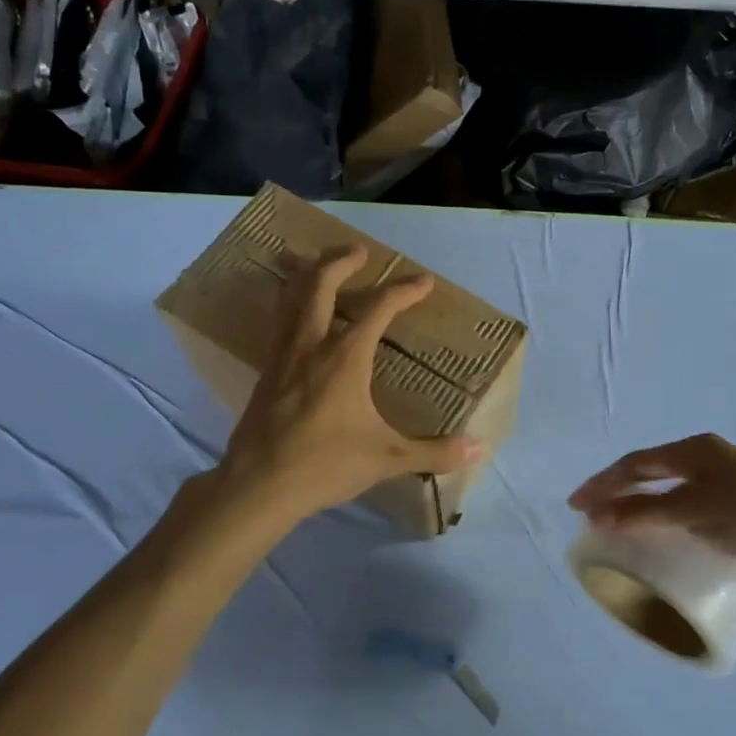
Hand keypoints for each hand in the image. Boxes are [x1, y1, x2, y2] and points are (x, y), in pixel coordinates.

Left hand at [213, 246, 479, 526]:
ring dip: (306, 275)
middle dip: (341, 262)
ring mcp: (282, 357)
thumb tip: (478, 450)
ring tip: (314, 262)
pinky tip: (293, 315)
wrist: (258, 485)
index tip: (424, 281)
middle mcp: (311, 345)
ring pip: (290, 299)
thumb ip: (434, 451)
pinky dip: (289, 304)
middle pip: (321, 285)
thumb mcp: (387, 458)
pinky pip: (278, 323)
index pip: (379, 309)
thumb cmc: (325, 464)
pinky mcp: (265, 373)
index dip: (404, 291)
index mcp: (345, 357)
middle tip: (358, 251)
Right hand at [569, 434, 735, 593]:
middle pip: (649, 474)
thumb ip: (645, 513)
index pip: (636, 463)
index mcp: (695, 450)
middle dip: (616, 493)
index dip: (603, 483)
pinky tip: (654, 540)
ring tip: (613, 529)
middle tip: (588, 516)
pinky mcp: (733, 514)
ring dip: (637, 509)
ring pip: (666, 494)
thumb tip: (596, 518)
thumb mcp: (694, 510)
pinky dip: (661, 523)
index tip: (576, 505)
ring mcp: (721, 487)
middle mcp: (706, 462)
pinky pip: (683, 513)